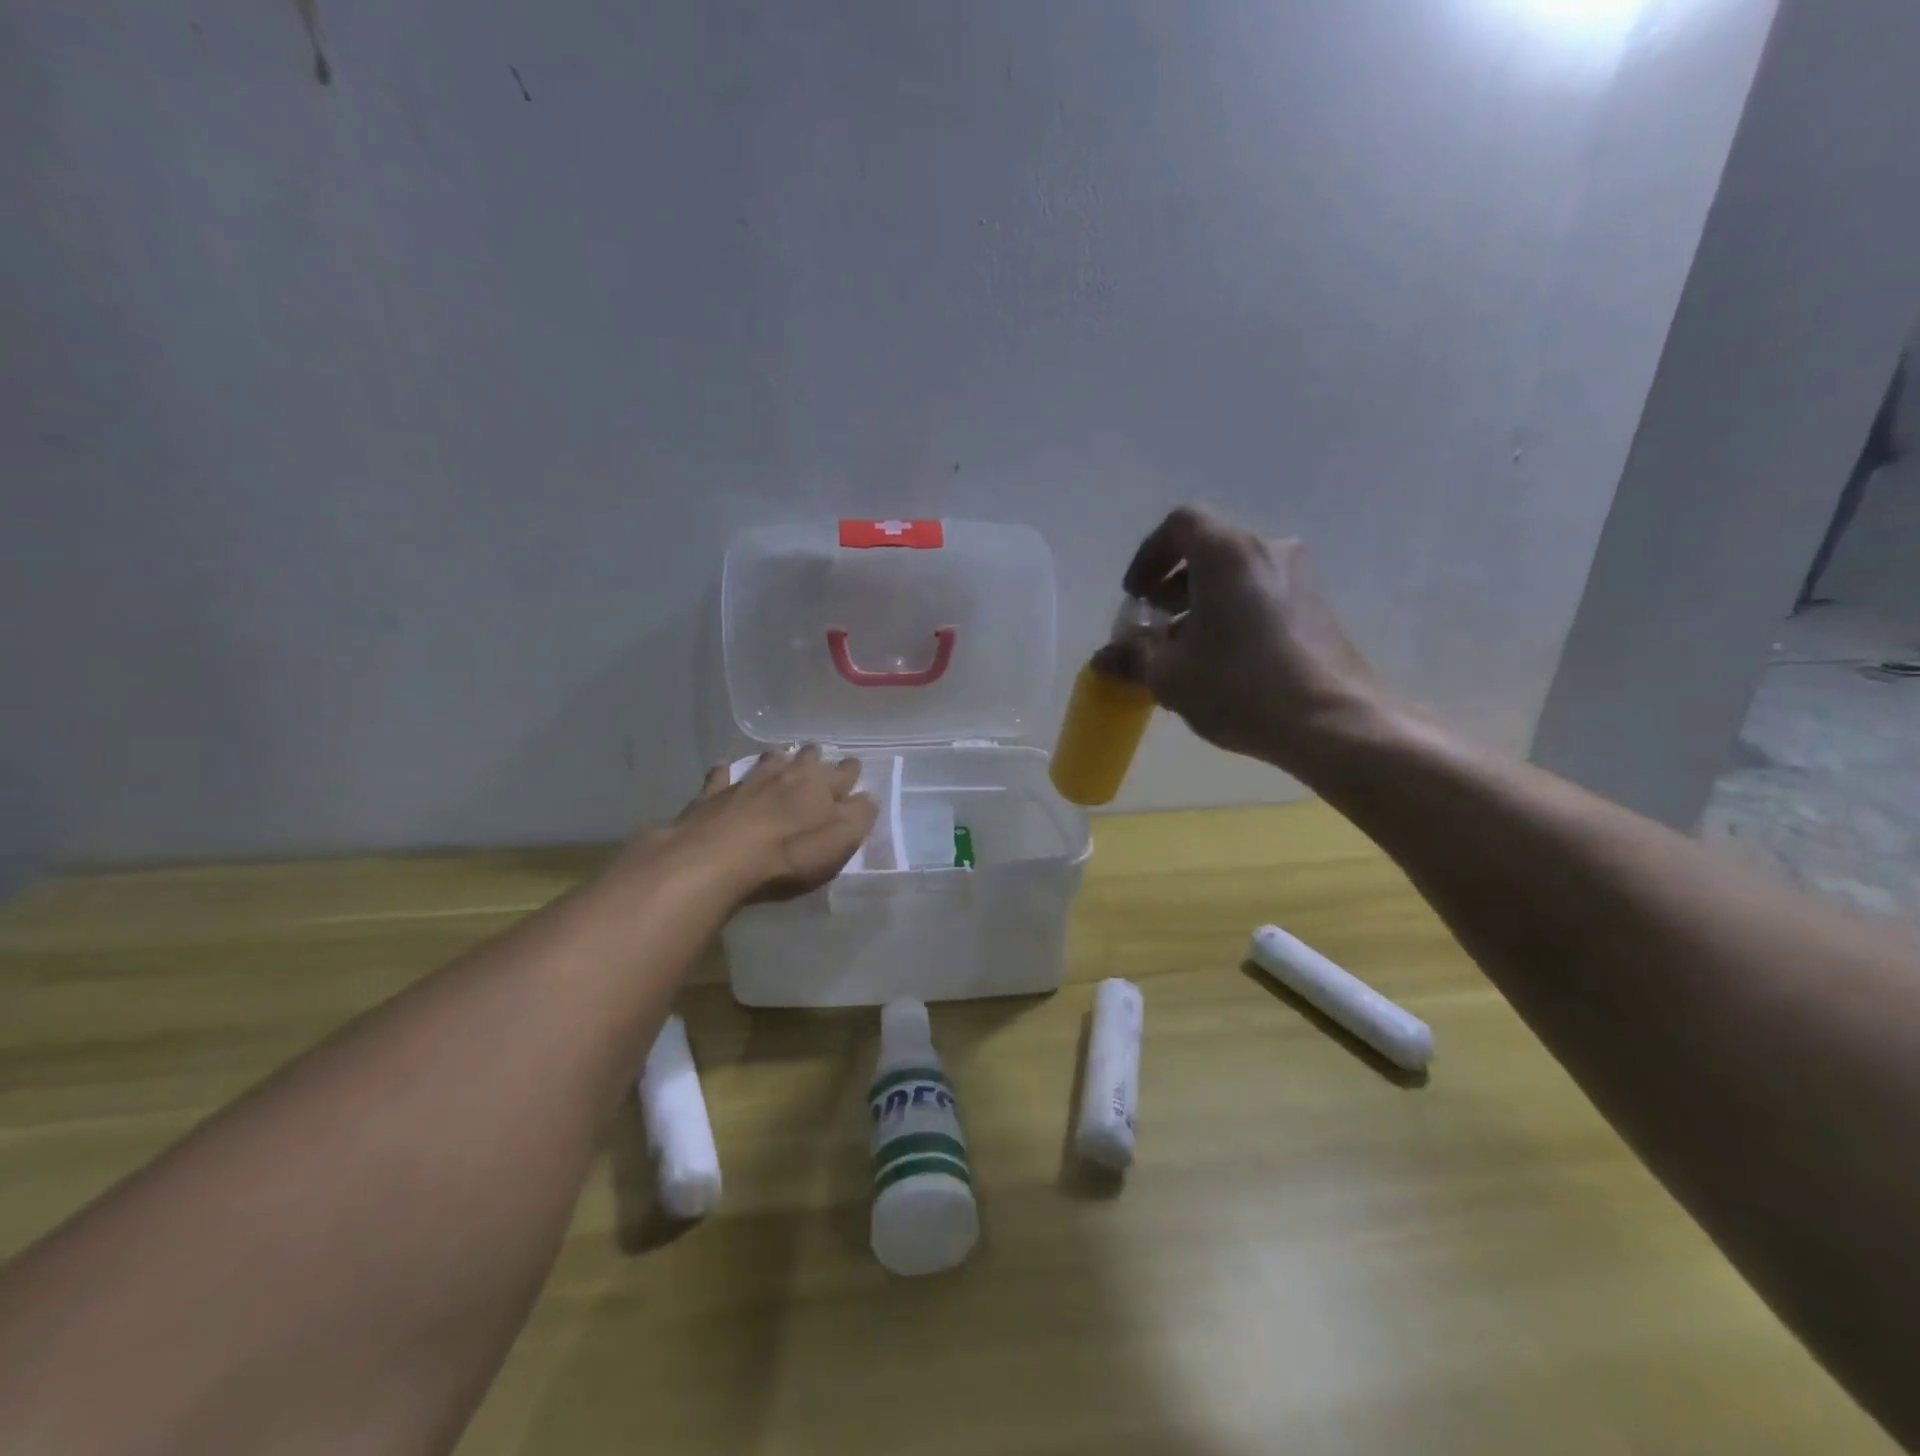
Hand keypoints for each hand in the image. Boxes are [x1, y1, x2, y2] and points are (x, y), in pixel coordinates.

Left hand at [654, 745, 877, 905]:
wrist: (717, 860)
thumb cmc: (789, 855)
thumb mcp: (839, 843)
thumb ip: (858, 818)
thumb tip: (868, 798)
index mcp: (820, 784)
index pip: (844, 771)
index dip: (851, 772)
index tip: (853, 771)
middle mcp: (786, 774)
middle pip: (805, 758)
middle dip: (813, 759)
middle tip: (816, 761)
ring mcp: (747, 782)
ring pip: (766, 761)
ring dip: (775, 760)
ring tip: (779, 759)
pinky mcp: (712, 796)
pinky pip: (720, 776)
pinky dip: (724, 772)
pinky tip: (723, 769)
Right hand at [1093, 506, 1399, 774]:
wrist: (1334, 721)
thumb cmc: (1240, 685)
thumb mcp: (1169, 675)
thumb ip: (1132, 657)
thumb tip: (1103, 658)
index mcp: (1227, 553)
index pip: (1180, 524)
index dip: (1150, 555)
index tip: (1137, 595)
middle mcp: (1268, 551)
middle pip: (1209, 551)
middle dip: (1173, 587)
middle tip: (1155, 627)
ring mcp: (1300, 578)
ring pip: (1236, 577)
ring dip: (1202, 604)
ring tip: (1185, 652)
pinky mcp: (1319, 608)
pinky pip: (1261, 597)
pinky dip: (1233, 615)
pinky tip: (1223, 663)